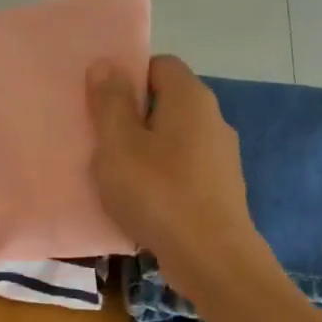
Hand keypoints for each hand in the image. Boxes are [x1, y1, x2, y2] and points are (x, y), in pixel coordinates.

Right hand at [86, 55, 267, 298]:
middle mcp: (213, 119)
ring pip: (174, 139)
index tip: (100, 102)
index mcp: (190, 98)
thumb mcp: (118, 145)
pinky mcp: (221, 189)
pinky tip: (142, 201)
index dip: (128, 76)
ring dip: (146, 150)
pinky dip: (161, 177)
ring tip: (116, 174)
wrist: (210, 257)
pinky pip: (183, 169)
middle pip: (167, 102)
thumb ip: (110, 103)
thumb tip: (106, 64)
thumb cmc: (158, 193)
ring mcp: (221, 156)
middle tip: (100, 139)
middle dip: (133, 115)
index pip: (159, 64)